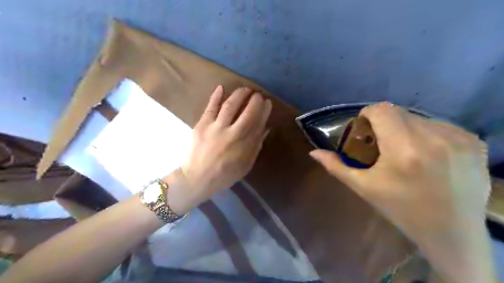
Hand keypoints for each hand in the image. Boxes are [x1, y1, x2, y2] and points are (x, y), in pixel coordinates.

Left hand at [167, 85, 271, 212]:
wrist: (199, 178)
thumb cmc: (225, 174)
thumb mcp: (246, 165)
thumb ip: (256, 146)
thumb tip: (265, 128)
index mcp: (245, 145)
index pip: (258, 123)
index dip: (264, 111)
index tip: (268, 102)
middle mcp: (233, 134)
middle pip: (247, 112)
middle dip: (255, 101)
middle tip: (258, 95)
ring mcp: (216, 128)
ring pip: (230, 106)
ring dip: (239, 94)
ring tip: (245, 89)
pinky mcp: (202, 125)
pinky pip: (211, 107)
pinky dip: (216, 96)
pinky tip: (221, 87)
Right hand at [312, 103, 494, 282]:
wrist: (451, 233)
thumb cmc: (400, 209)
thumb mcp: (363, 188)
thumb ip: (336, 167)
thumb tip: (314, 152)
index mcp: (403, 150)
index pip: (382, 110)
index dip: (367, 114)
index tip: (364, 129)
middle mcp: (434, 138)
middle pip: (399, 112)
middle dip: (385, 122)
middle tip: (381, 143)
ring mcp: (459, 138)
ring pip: (419, 117)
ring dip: (405, 128)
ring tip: (404, 150)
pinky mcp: (475, 142)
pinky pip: (440, 125)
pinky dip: (427, 133)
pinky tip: (427, 153)